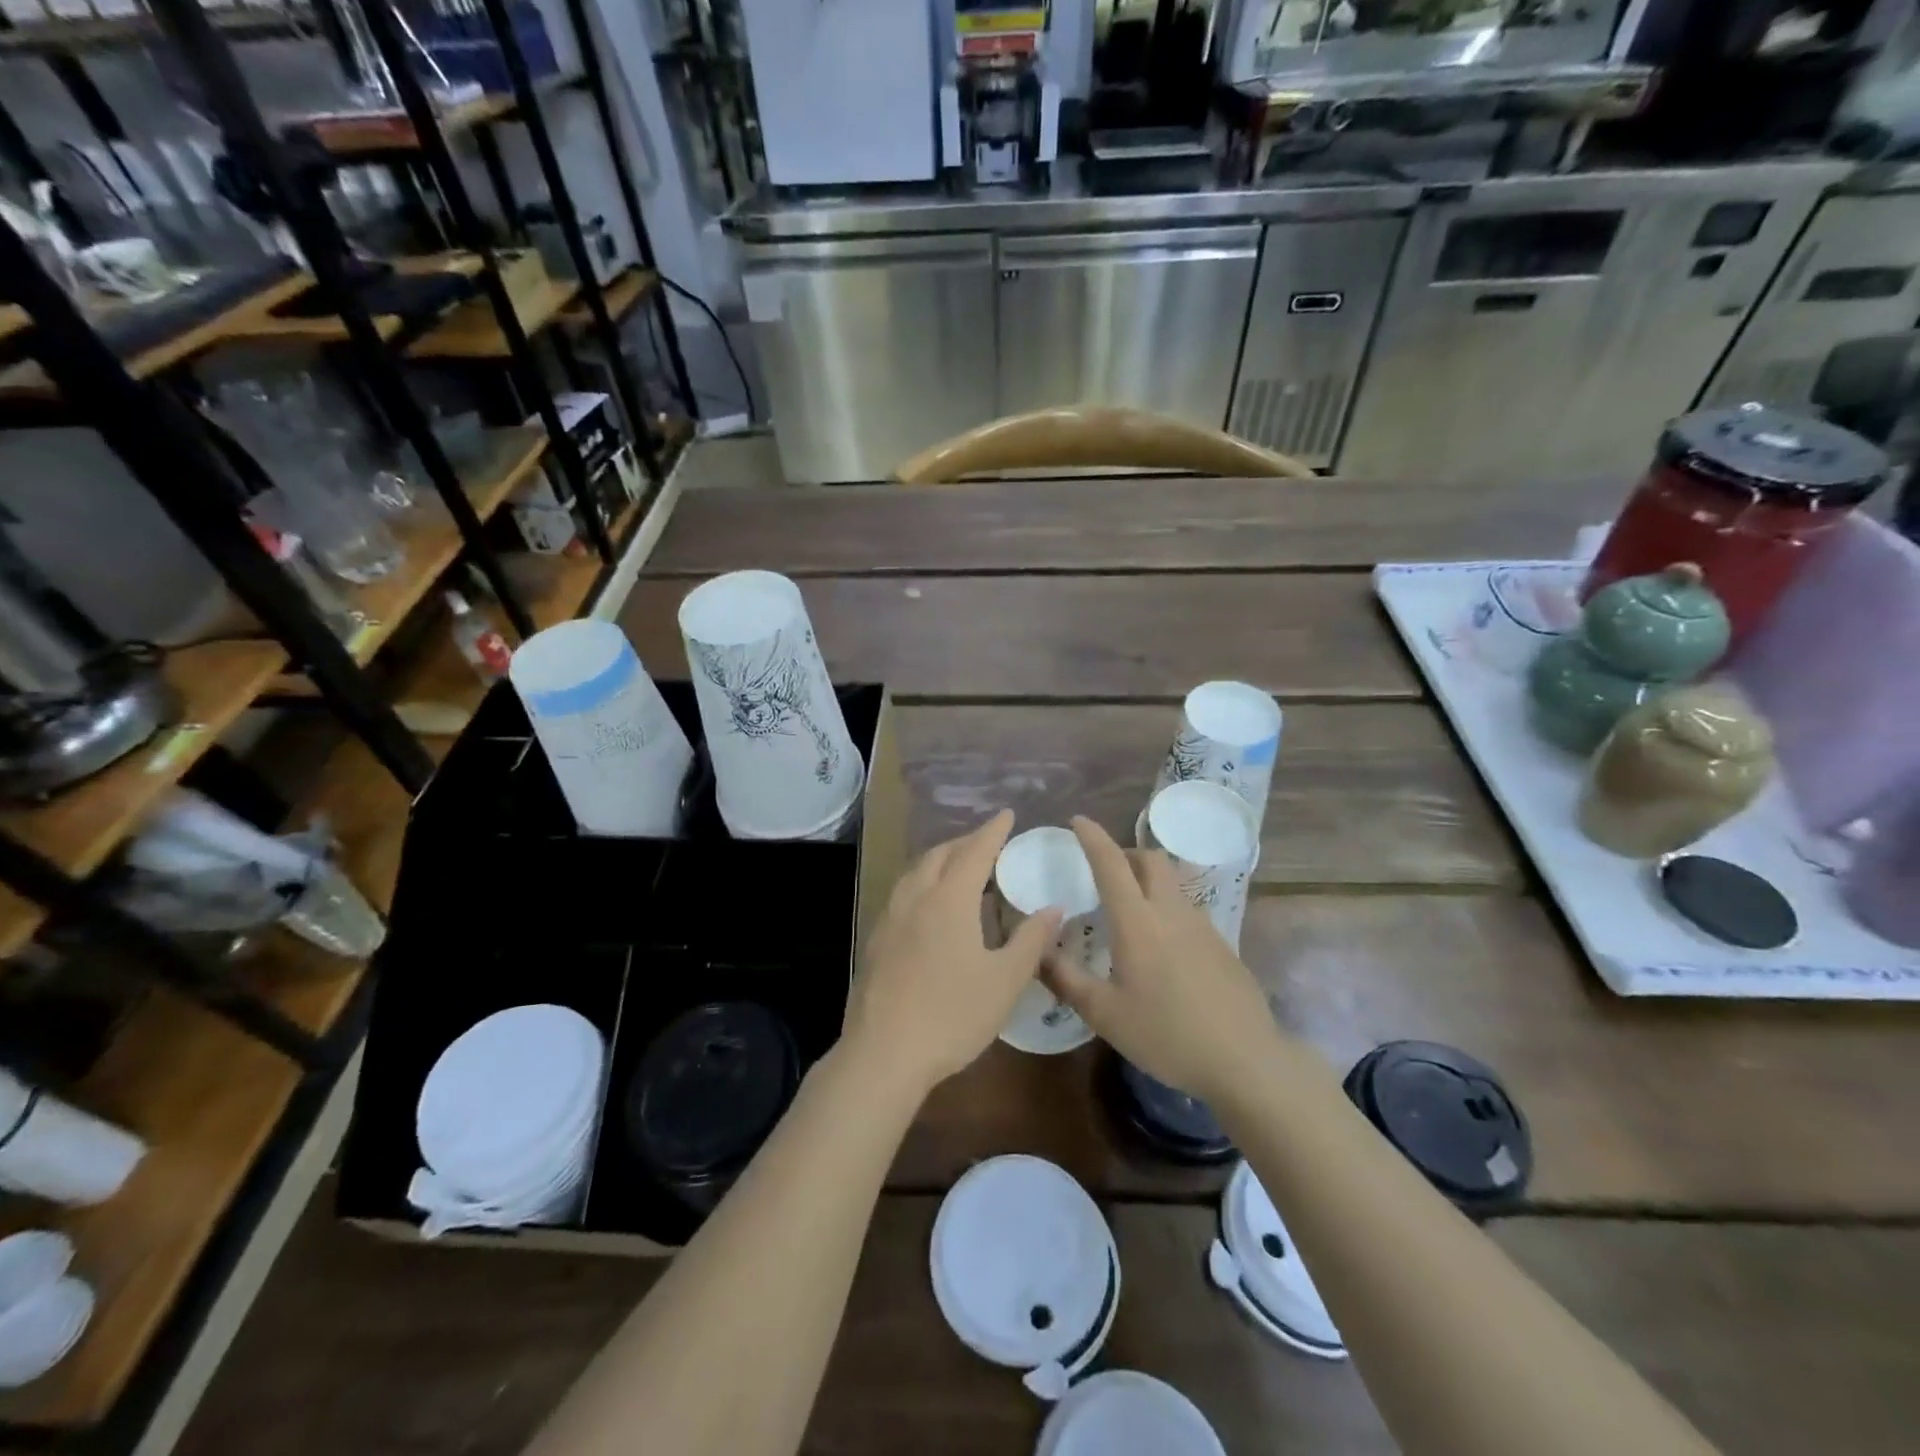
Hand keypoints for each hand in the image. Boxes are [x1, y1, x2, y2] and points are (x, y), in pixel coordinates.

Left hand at [843, 810, 1061, 1096]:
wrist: (883, 1054)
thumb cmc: (952, 1015)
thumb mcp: (1005, 981)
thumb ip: (1031, 940)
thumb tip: (1053, 908)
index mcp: (948, 900)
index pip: (974, 852)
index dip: (993, 831)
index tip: (1007, 814)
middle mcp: (915, 898)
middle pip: (940, 855)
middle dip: (965, 842)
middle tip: (987, 841)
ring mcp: (890, 918)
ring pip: (915, 872)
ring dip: (939, 859)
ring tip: (958, 867)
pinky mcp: (876, 941)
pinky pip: (902, 893)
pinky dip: (922, 882)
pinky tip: (929, 906)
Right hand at [1044, 816, 1280, 1106]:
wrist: (1244, 1060)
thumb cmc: (1166, 1034)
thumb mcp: (1104, 1014)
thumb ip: (1065, 978)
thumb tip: (1037, 950)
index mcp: (1138, 922)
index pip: (1111, 864)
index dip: (1093, 837)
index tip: (1078, 820)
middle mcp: (1171, 912)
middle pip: (1151, 860)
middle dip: (1126, 853)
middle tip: (1105, 870)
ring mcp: (1202, 926)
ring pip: (1172, 884)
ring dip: (1148, 882)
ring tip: (1129, 913)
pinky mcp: (1222, 945)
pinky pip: (1187, 911)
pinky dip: (1166, 910)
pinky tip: (1161, 950)